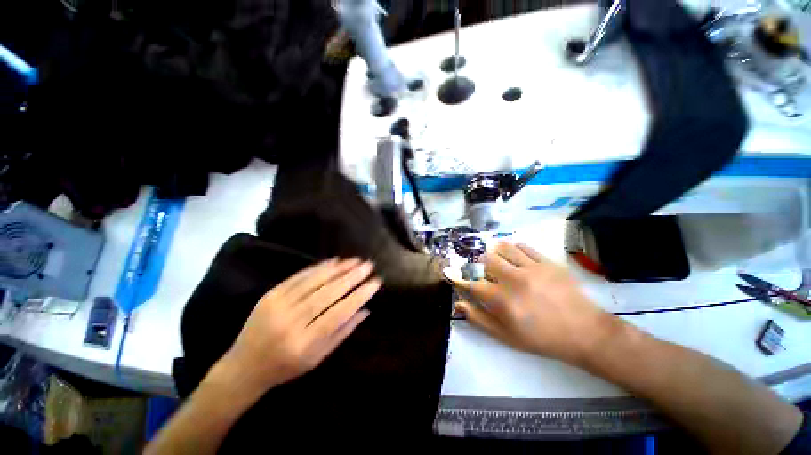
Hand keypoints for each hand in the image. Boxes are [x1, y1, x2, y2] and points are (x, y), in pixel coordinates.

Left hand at [210, 258, 380, 395]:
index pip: (338, 314)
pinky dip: (318, 268)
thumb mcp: (317, 359)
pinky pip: (298, 277)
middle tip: (368, 266)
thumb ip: (342, 333)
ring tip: (356, 260)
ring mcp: (277, 306)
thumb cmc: (285, 368)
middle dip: (351, 278)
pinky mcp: (270, 295)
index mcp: (304, 344)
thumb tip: (365, 310)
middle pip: (327, 294)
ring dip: (338, 269)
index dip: (359, 296)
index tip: (375, 283)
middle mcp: (290, 322)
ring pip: (314, 282)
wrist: (243, 367)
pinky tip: (334, 261)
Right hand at [454, 242, 614, 364]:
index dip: (459, 279)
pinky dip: (515, 249)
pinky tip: (517, 258)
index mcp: (502, 301)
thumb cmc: (542, 338)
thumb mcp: (506, 337)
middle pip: (486, 260)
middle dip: (481, 266)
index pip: (471, 284)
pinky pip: (524, 246)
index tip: (452, 274)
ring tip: (501, 262)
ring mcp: (532, 268)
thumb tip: (459, 305)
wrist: (584, 332)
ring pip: (504, 247)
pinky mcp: (547, 262)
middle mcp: (514, 280)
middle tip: (487, 273)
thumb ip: (479, 319)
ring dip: (497, 253)